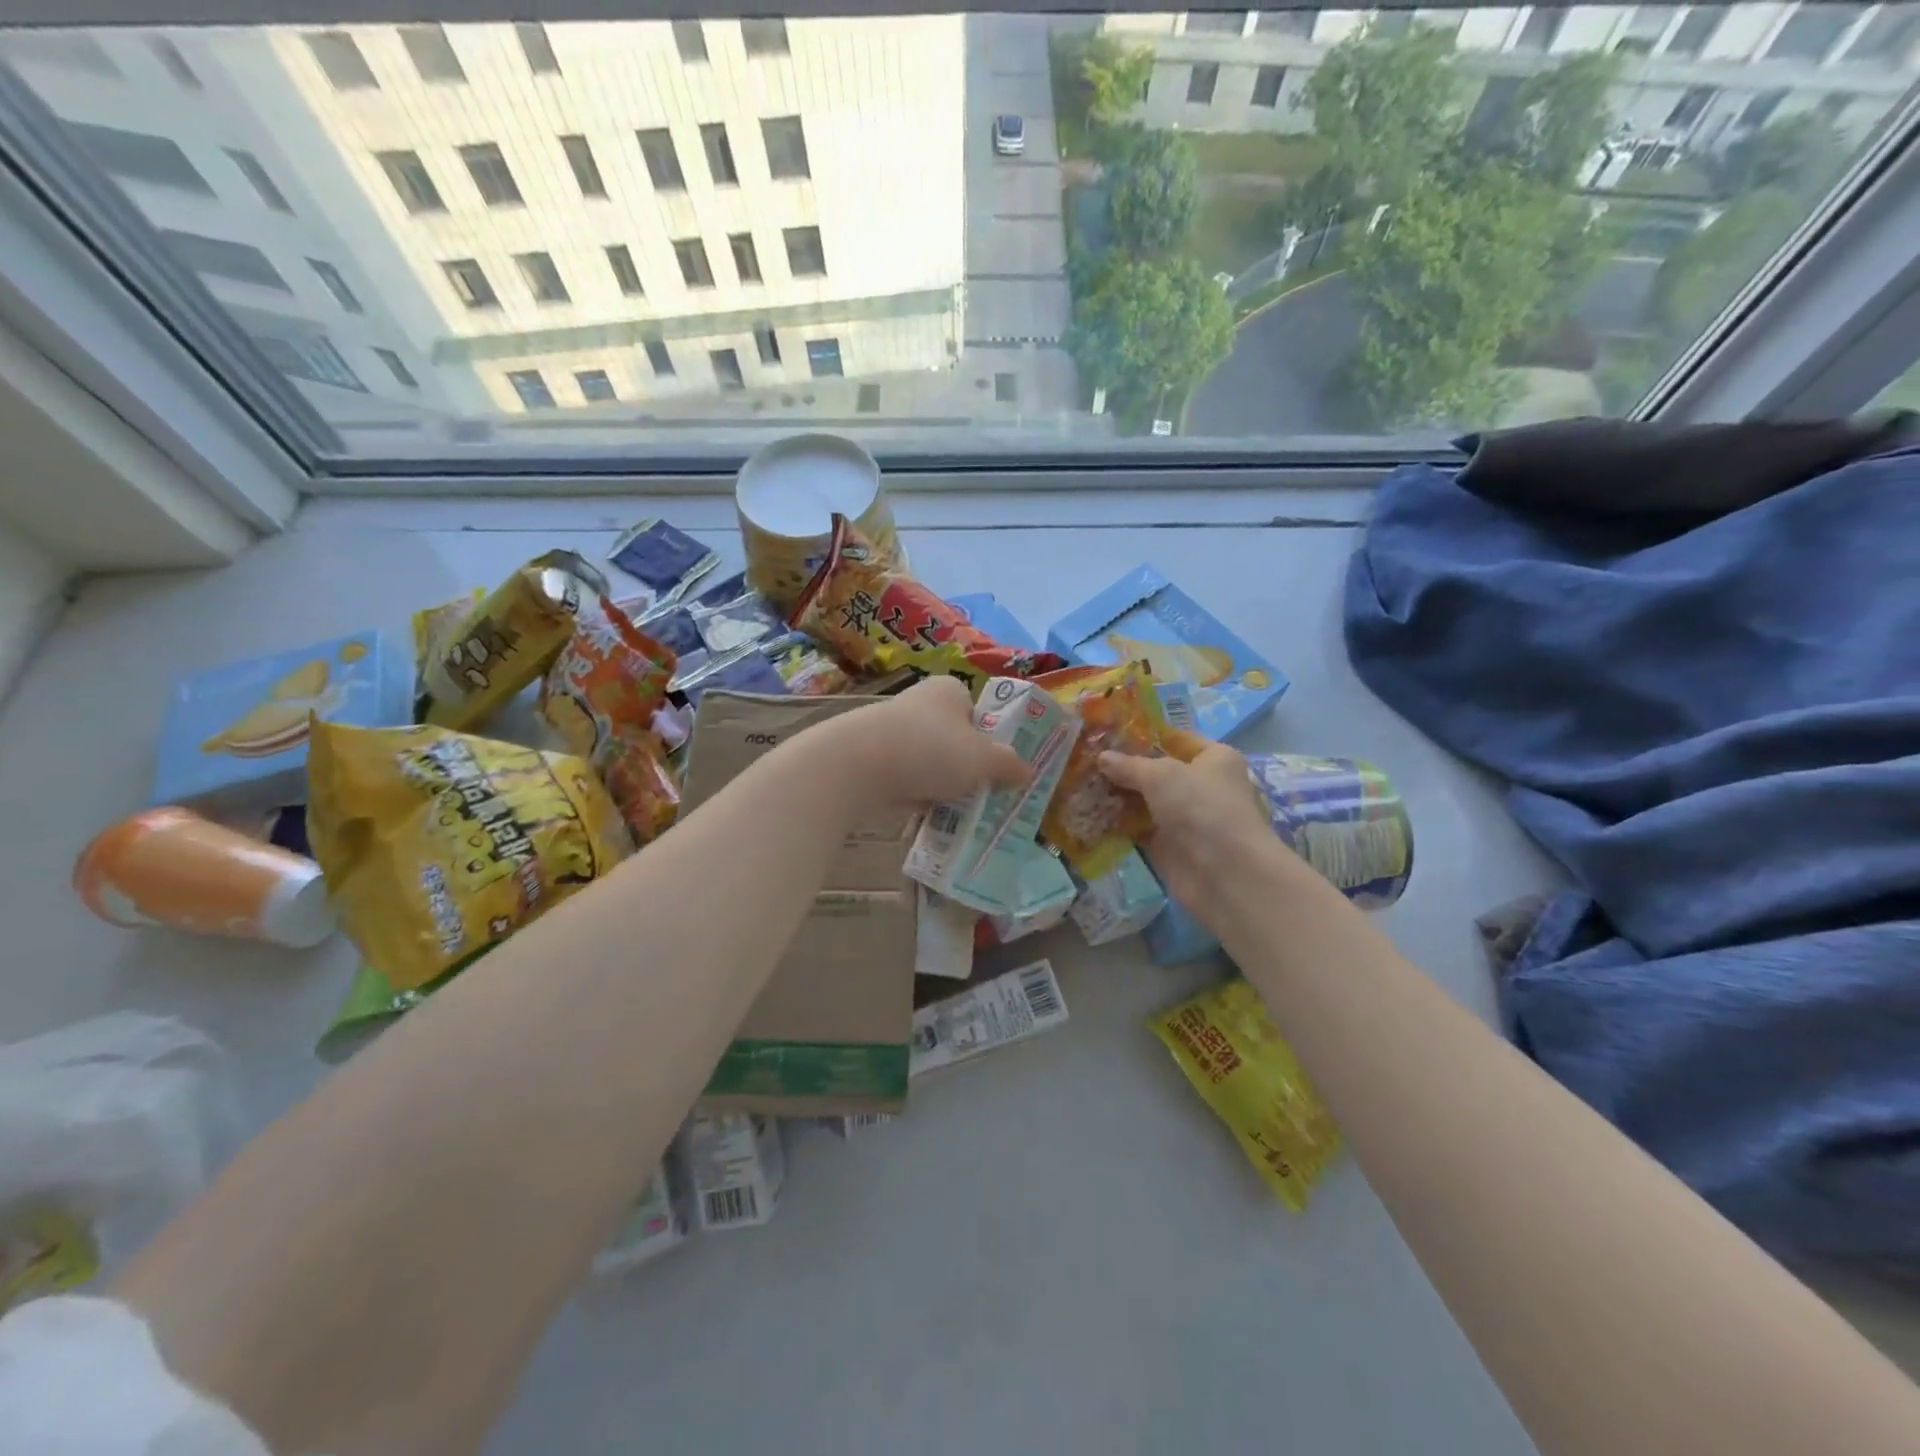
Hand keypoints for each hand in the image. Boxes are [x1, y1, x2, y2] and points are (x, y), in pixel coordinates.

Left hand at [835, 676, 1029, 813]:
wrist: (857, 767)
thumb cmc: (930, 750)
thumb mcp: (983, 760)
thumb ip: (1008, 765)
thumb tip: (1026, 771)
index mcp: (949, 690)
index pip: (977, 711)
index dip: (989, 739)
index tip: (997, 768)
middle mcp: (919, 703)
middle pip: (953, 738)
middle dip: (965, 766)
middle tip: (983, 795)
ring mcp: (892, 731)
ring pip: (928, 761)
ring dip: (941, 784)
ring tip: (957, 811)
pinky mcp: (872, 759)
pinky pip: (905, 779)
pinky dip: (916, 795)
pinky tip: (926, 817)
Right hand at [1098, 733, 1277, 911]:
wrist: (1223, 872)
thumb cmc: (1200, 807)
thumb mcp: (1161, 775)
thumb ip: (1129, 765)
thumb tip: (1102, 757)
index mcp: (1214, 759)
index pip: (1176, 739)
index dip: (1145, 735)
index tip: (1109, 732)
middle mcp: (1202, 785)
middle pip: (1157, 771)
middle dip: (1124, 767)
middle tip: (1086, 757)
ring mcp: (1185, 817)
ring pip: (1145, 800)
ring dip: (1118, 795)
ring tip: (1081, 782)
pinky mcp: (1169, 845)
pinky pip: (1138, 828)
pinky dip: (1118, 823)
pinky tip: (1088, 812)